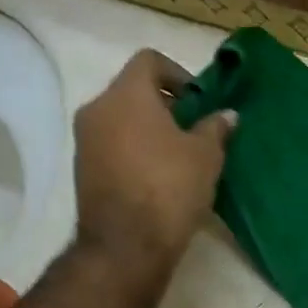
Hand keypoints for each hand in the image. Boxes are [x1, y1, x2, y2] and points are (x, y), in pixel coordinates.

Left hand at [73, 50, 234, 270]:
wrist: (126, 246)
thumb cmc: (169, 188)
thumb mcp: (206, 156)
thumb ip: (215, 127)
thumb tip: (226, 115)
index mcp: (126, 95)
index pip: (149, 60)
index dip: (178, 74)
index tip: (199, 101)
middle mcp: (97, 109)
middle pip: (132, 89)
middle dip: (165, 104)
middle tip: (193, 127)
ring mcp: (84, 141)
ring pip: (120, 118)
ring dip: (148, 128)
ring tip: (179, 154)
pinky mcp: (82, 170)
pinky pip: (112, 144)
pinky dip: (133, 149)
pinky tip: (158, 175)